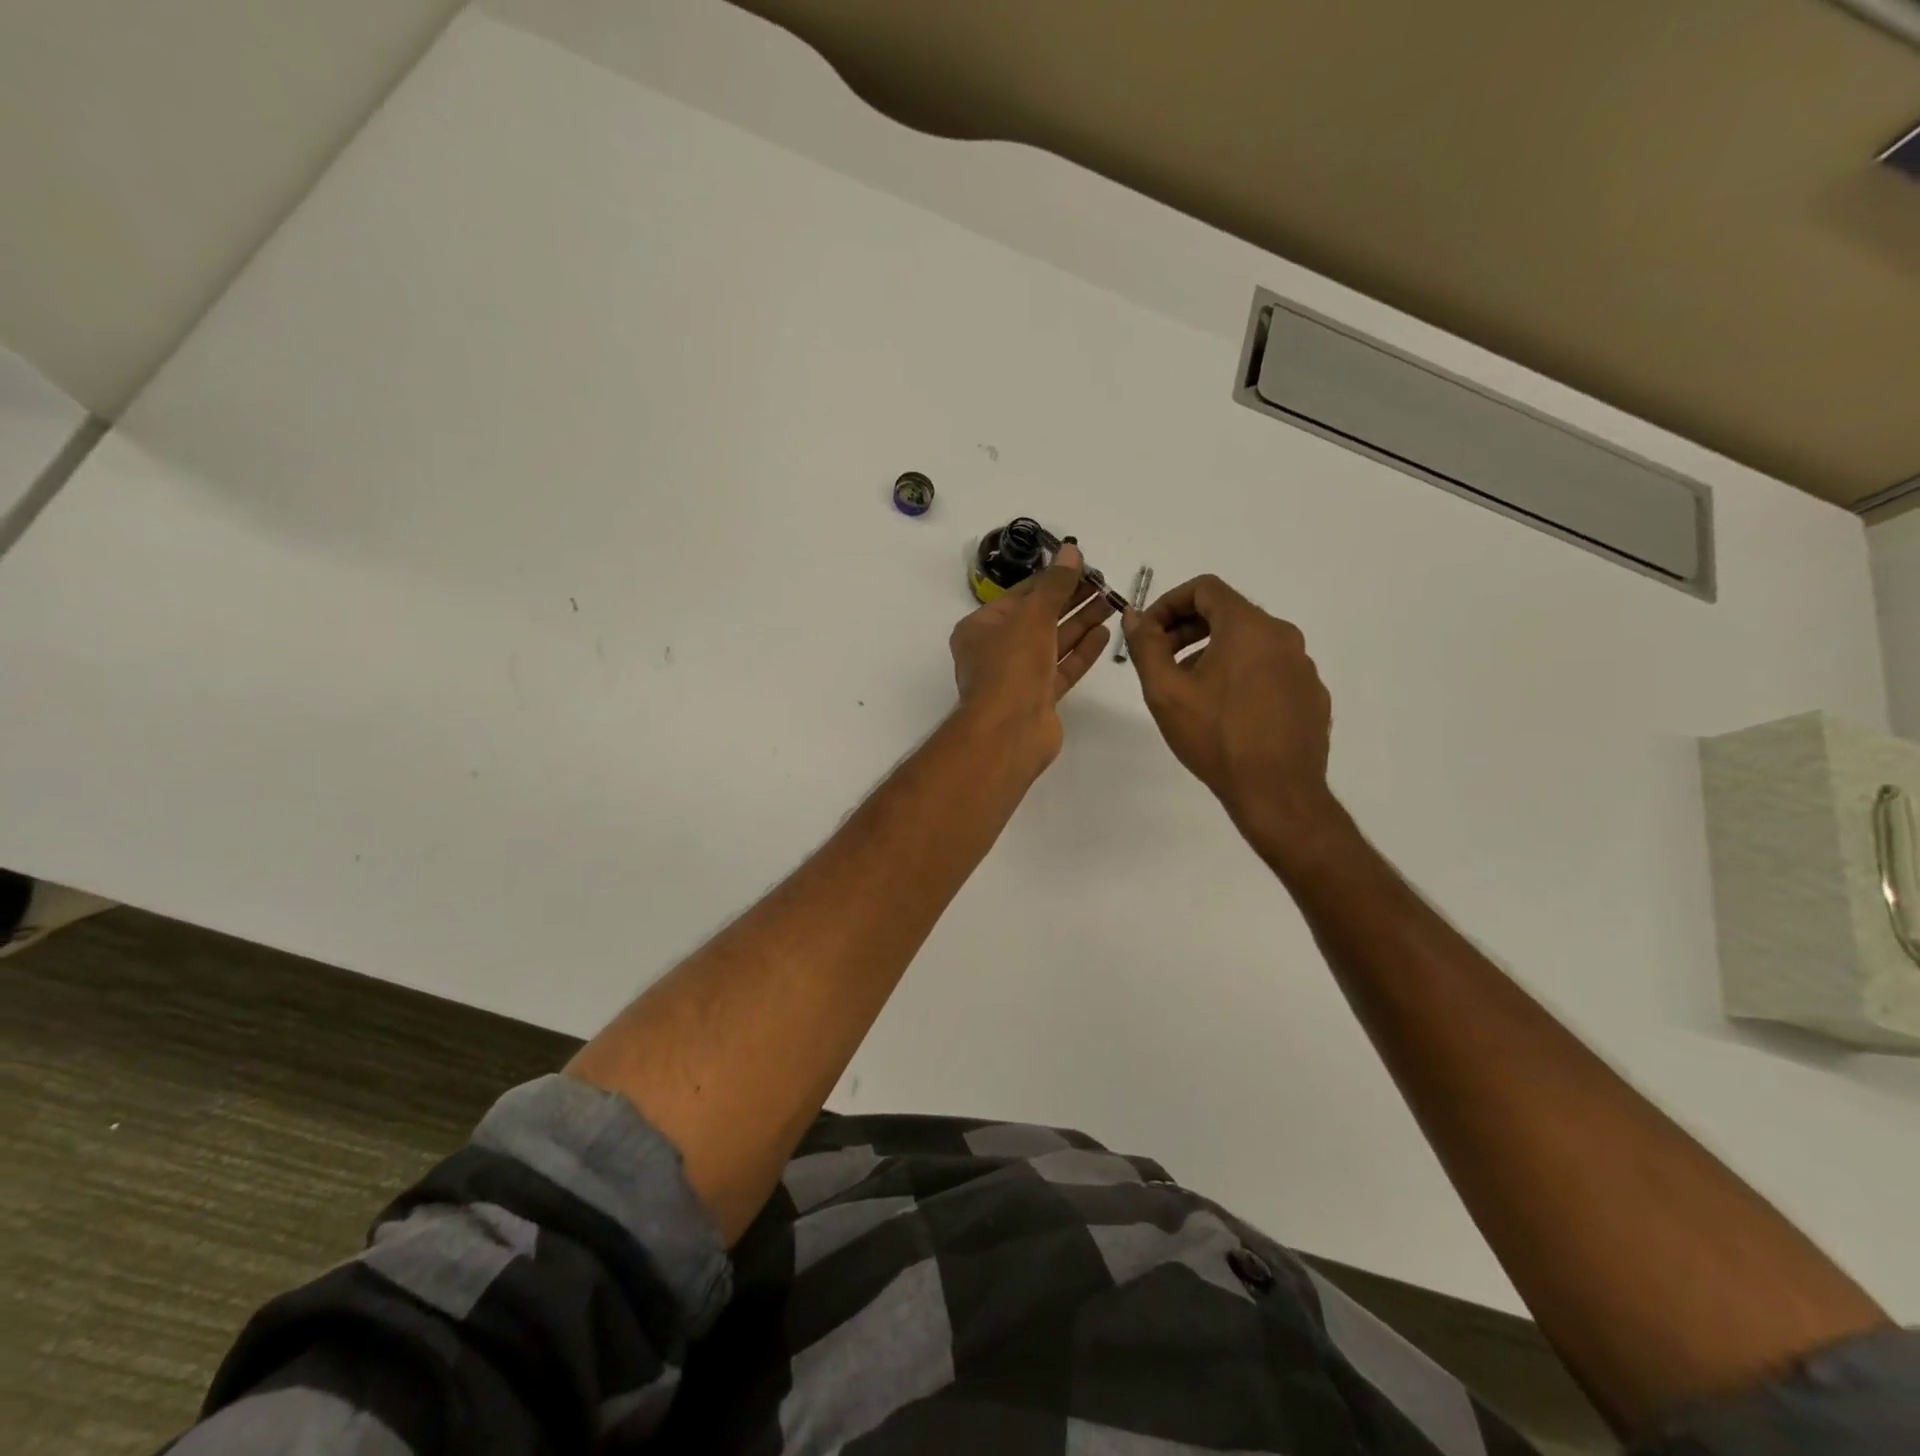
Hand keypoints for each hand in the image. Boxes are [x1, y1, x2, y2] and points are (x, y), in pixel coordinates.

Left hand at [950, 543, 1112, 768]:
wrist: (1009, 732)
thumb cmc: (1011, 666)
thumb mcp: (1032, 616)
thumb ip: (1055, 584)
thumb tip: (1071, 550)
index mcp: (980, 628)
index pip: (1020, 595)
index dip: (1052, 579)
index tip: (1083, 567)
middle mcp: (996, 650)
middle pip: (1038, 618)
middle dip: (1070, 600)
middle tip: (1104, 584)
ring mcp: (1018, 676)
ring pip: (1053, 643)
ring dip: (1080, 623)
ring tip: (1111, 603)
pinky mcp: (1038, 698)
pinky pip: (1062, 668)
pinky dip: (1081, 652)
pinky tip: (1104, 634)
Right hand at [1123, 575, 1336, 847]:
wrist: (1277, 792)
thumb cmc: (1216, 738)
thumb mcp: (1166, 691)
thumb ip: (1146, 646)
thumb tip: (1135, 616)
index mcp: (1249, 627)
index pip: (1206, 589)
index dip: (1169, 602)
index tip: (1149, 632)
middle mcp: (1283, 636)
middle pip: (1229, 613)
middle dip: (1188, 629)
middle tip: (1161, 660)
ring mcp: (1302, 666)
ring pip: (1250, 643)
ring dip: (1213, 653)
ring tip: (1189, 690)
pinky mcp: (1311, 694)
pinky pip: (1270, 669)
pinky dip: (1242, 675)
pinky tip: (1226, 712)